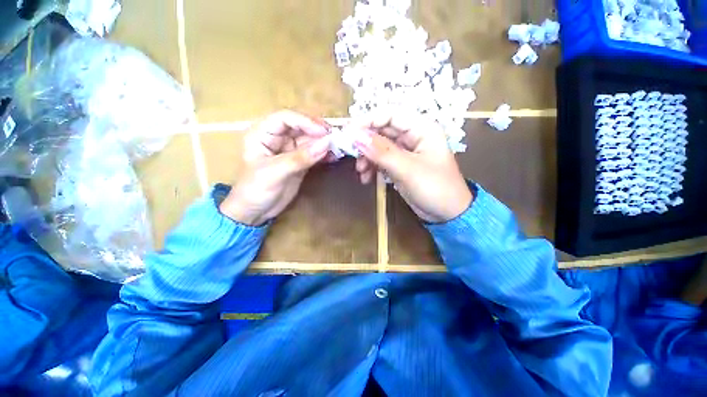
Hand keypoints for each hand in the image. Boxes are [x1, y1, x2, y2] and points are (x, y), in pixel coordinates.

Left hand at [219, 110, 330, 225]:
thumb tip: (326, 144)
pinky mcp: (299, 162)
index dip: (306, 121)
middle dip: (318, 131)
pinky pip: (314, 153)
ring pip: (310, 140)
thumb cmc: (255, 190)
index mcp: (263, 133)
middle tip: (336, 138)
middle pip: (301, 127)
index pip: (286, 118)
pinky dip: (324, 154)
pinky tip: (334, 156)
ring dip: (324, 143)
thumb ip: (300, 158)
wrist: (255, 212)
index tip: (324, 132)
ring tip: (339, 147)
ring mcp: (289, 150)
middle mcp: (277, 138)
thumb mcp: (275, 172)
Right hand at [349, 112, 472, 222]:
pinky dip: (372, 168)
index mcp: (421, 128)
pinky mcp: (399, 165)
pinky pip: (381, 161)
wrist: (447, 214)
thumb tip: (355, 136)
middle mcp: (412, 136)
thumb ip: (382, 152)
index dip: (368, 120)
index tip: (349, 132)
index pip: (390, 115)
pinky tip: (366, 179)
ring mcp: (405, 152)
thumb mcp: (408, 169)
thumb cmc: (435, 188)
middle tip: (351, 154)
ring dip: (367, 157)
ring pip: (379, 147)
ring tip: (361, 172)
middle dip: (365, 142)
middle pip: (382, 131)